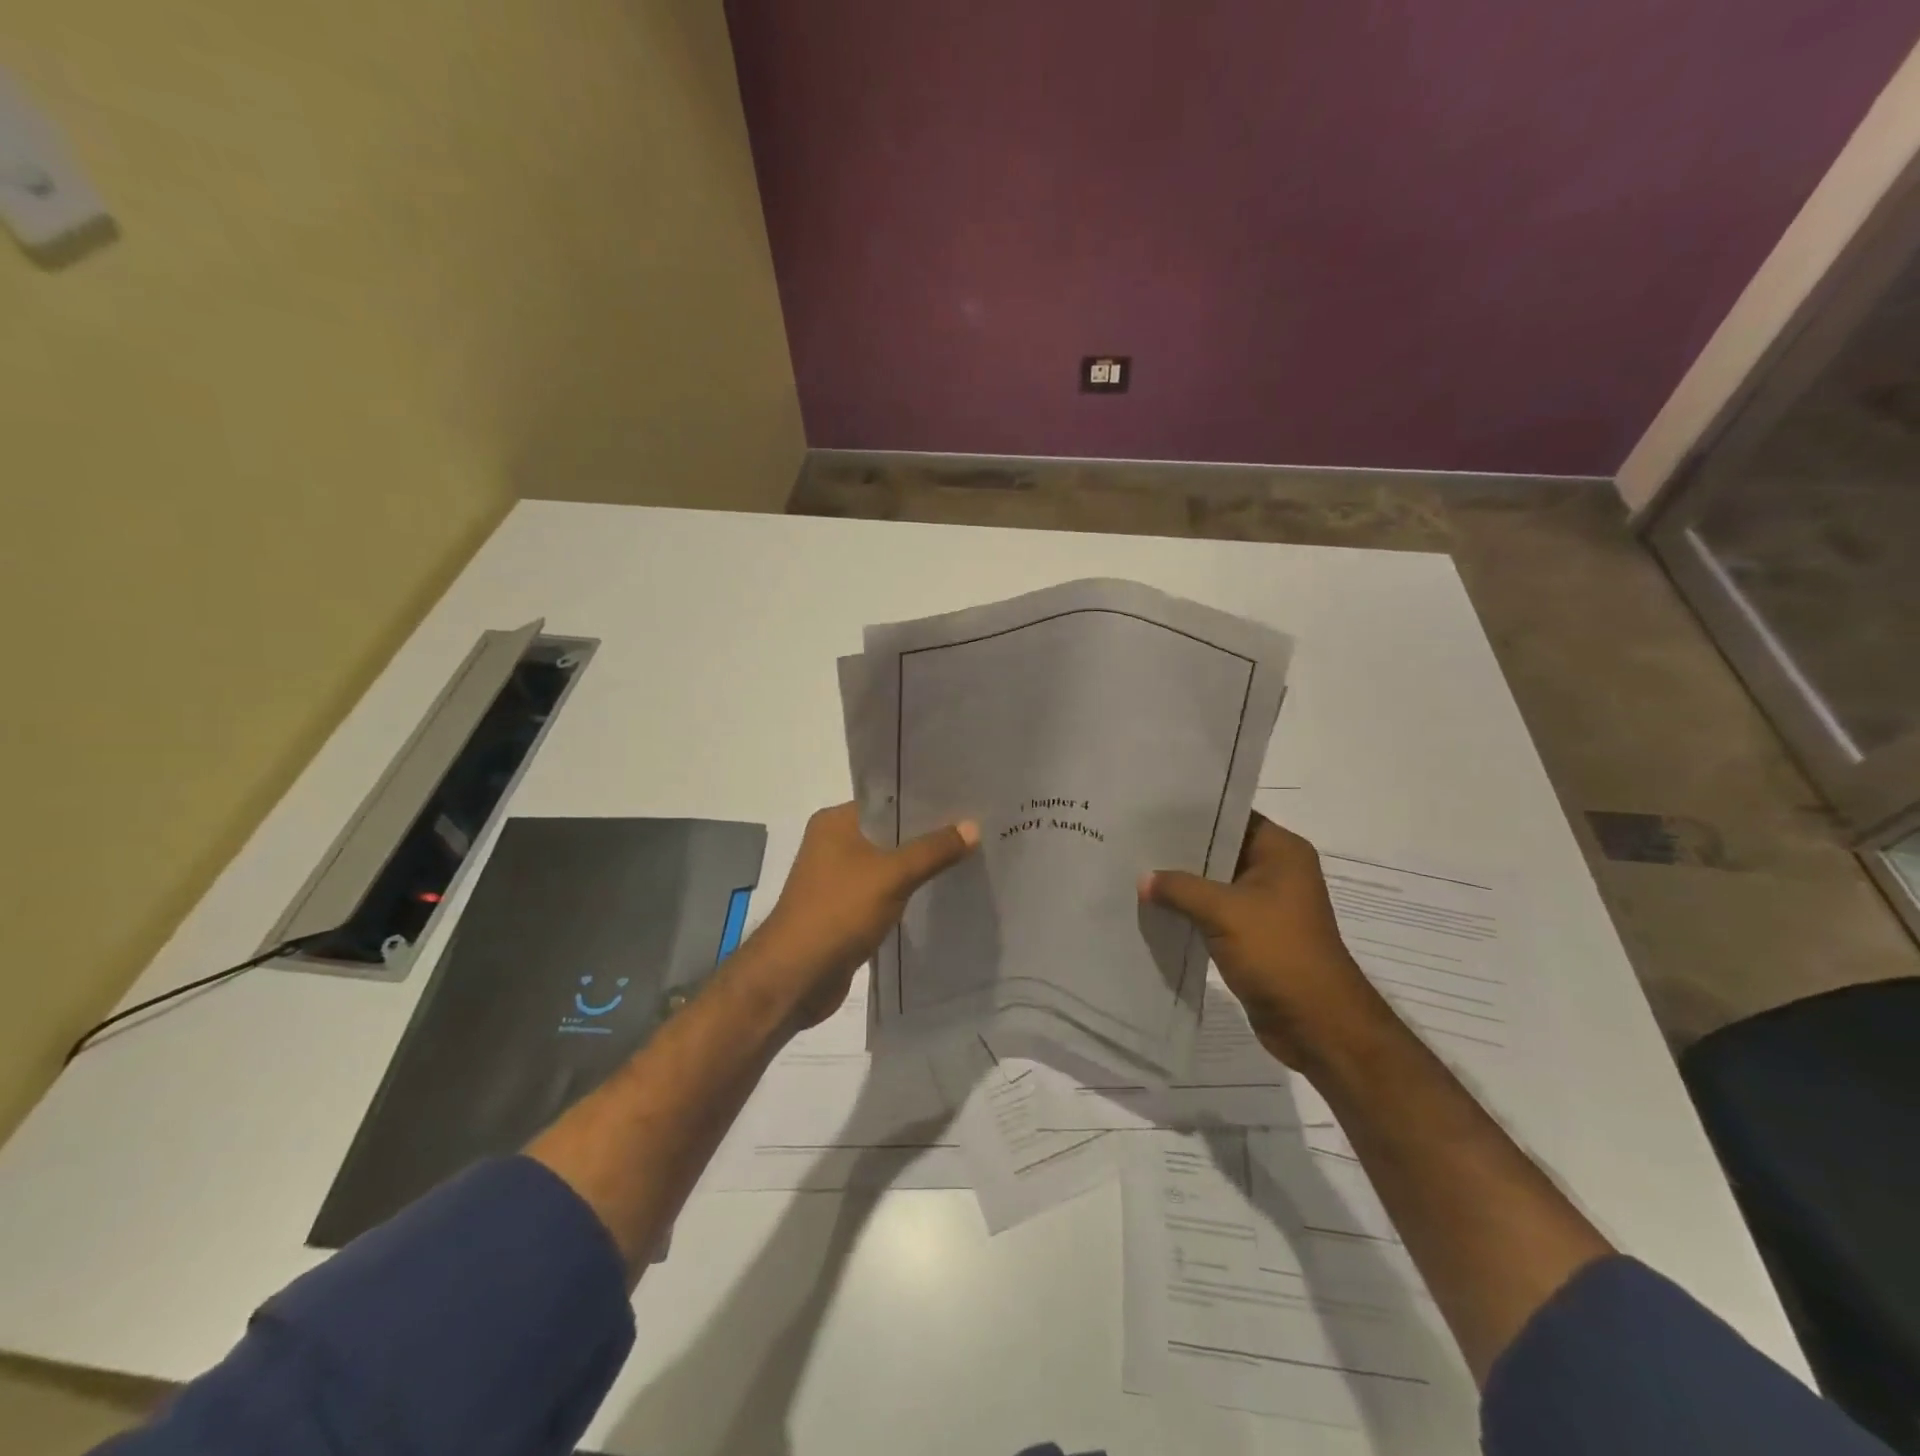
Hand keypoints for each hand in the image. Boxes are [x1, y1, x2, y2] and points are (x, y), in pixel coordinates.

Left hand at [749, 802, 979, 1025]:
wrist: (796, 976)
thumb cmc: (838, 912)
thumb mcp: (892, 875)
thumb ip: (933, 850)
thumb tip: (974, 826)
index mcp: (835, 822)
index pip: (887, 800)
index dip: (924, 801)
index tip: (964, 801)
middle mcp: (833, 843)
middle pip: (889, 832)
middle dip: (927, 835)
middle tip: (974, 830)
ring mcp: (837, 879)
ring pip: (888, 864)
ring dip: (918, 865)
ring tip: (966, 858)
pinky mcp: (844, 910)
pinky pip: (883, 891)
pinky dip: (906, 892)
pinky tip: (938, 893)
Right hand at [1141, 813, 1389, 1068]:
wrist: (1317, 1025)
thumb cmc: (1279, 953)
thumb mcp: (1225, 912)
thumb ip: (1181, 888)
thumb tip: (1143, 879)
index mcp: (1281, 852)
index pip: (1231, 816)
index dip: (1192, 812)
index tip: (1150, 809)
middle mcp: (1275, 871)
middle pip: (1220, 850)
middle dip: (1180, 850)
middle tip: (1133, 838)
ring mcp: (1264, 905)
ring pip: (1213, 883)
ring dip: (1181, 884)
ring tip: (1135, 870)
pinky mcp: (1252, 934)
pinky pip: (1213, 912)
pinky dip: (1189, 910)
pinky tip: (1153, 907)